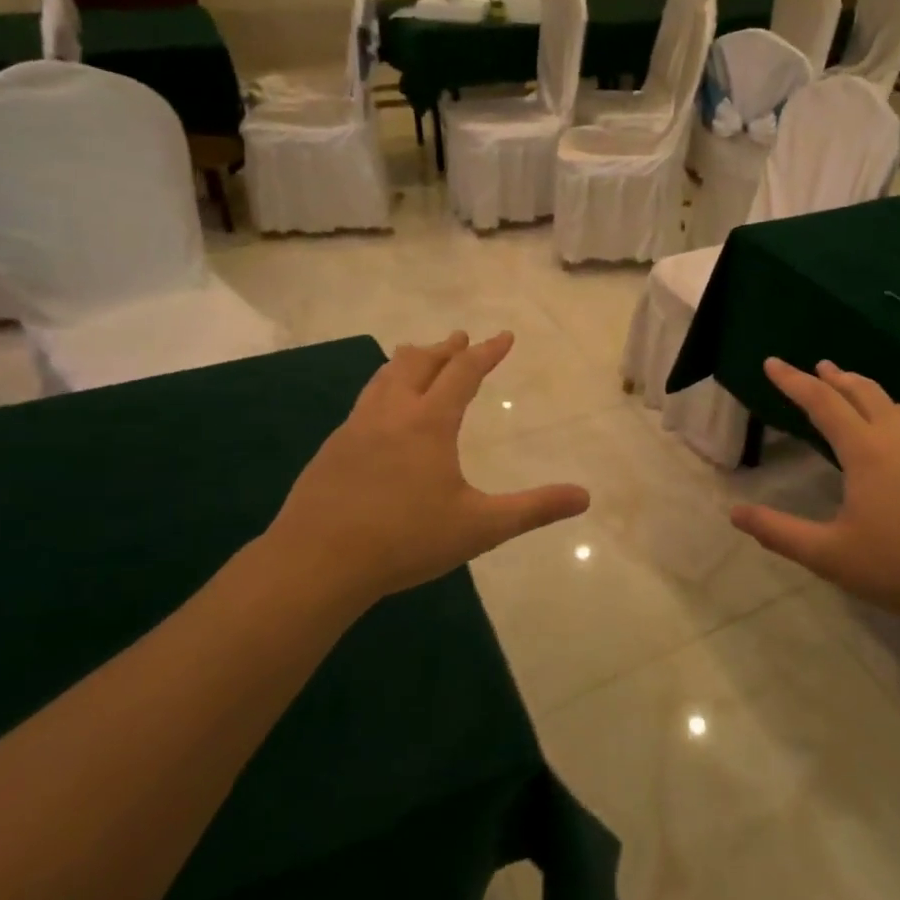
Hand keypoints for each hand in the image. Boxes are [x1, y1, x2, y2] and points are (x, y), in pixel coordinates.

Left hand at [265, 332, 588, 607]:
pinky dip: (383, 389)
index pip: (463, 372)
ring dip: (409, 361)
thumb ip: (533, 509)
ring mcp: (355, 429)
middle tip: (461, 338)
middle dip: (445, 348)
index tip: (504, 336)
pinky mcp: (331, 449)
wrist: (315, 564)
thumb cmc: (405, 541)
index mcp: (428, 423)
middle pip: (418, 363)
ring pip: (384, 377)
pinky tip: (382, 412)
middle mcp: (390, 413)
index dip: (487, 352)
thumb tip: (585, 497)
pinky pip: (364, 402)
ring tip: (419, 356)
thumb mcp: (480, 527)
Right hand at [730, 359, 899, 624]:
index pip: (822, 403)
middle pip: (863, 392)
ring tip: (852, 395)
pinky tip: (894, 440)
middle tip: (817, 367)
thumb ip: (780, 533)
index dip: (793, 381)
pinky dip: (892, 415)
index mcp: (867, 451)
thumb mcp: (831, 556)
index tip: (772, 363)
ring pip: (895, 405)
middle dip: (835, 377)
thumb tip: (735, 513)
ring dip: (866, 392)